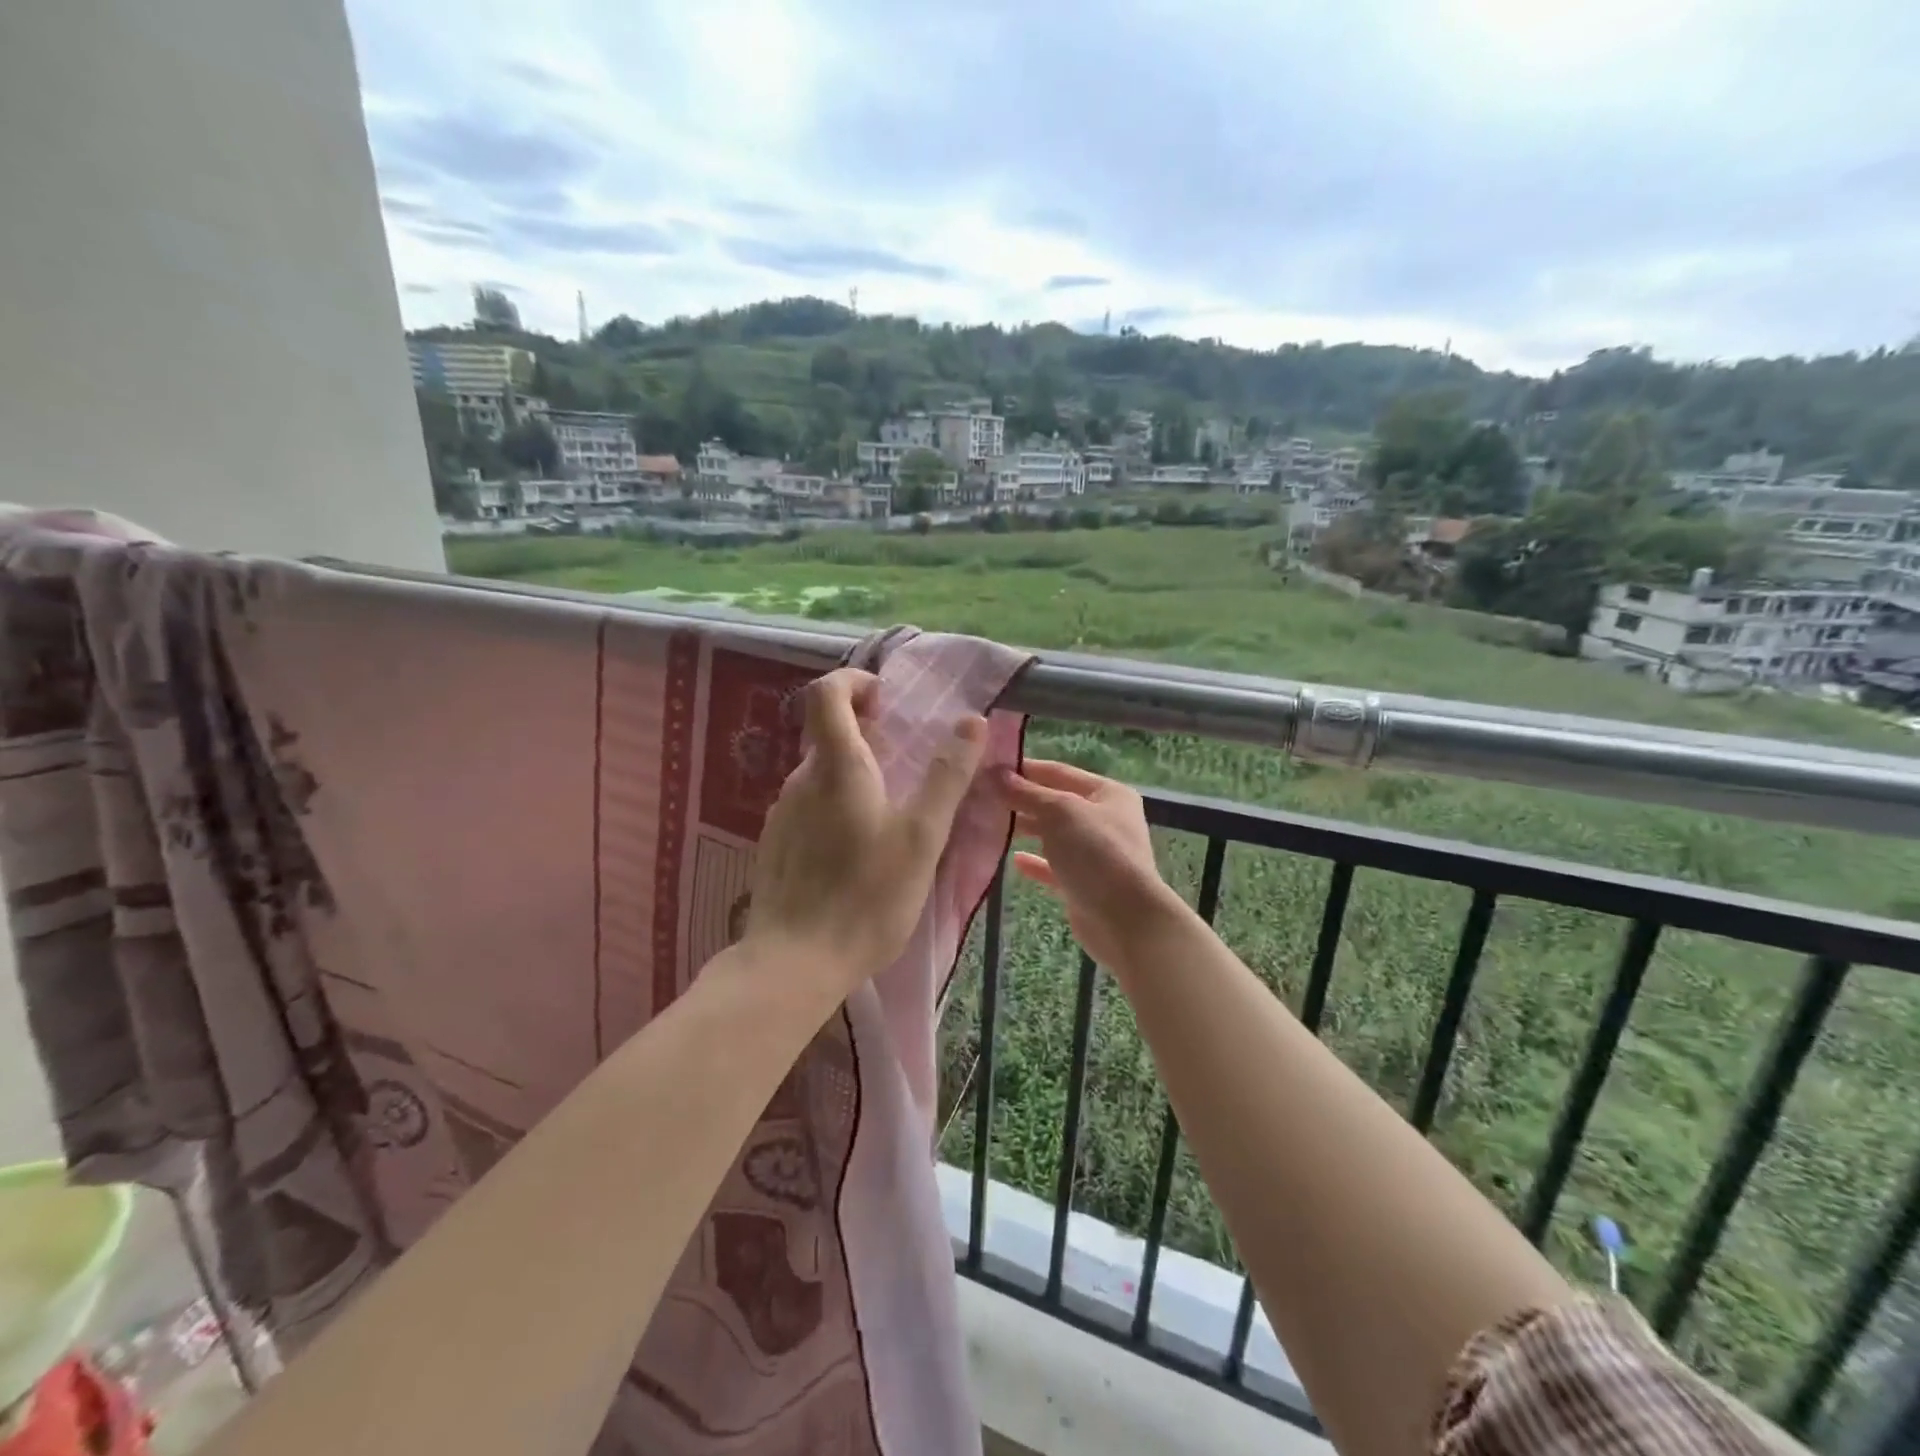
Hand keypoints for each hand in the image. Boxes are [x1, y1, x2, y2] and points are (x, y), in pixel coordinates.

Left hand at [742, 668, 987, 1003]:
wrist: (795, 961)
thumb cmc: (867, 895)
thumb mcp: (922, 836)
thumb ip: (947, 776)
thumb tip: (972, 721)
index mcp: (836, 766)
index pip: (827, 693)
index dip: (854, 682)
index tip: (885, 700)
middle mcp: (800, 780)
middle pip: (828, 735)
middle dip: (866, 735)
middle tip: (905, 764)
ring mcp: (781, 814)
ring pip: (820, 776)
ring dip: (854, 776)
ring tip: (889, 816)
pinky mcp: (775, 845)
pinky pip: (809, 808)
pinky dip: (836, 808)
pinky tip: (857, 852)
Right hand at [993, 760, 1181, 972]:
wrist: (1125, 919)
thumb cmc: (1096, 853)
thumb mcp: (1060, 812)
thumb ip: (1028, 793)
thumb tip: (998, 775)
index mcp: (1108, 793)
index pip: (1060, 772)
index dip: (1026, 769)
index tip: (989, 769)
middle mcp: (1104, 820)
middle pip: (1055, 803)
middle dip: (1022, 800)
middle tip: (983, 799)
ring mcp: (1095, 854)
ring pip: (1053, 835)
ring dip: (1025, 829)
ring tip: (990, 825)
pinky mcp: (1084, 884)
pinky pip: (1054, 867)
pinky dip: (1035, 862)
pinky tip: (1013, 859)